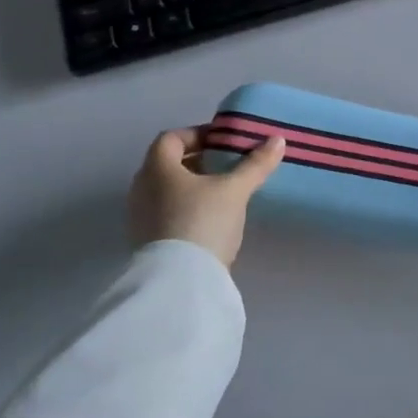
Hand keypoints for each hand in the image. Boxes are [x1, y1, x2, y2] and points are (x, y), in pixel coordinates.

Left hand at [126, 126, 285, 267]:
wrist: (179, 283)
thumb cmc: (202, 221)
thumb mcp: (235, 190)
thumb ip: (255, 164)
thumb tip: (278, 140)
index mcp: (157, 168)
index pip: (171, 138)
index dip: (197, 134)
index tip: (223, 142)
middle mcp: (141, 189)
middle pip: (167, 164)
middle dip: (198, 161)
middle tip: (227, 165)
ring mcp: (139, 218)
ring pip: (166, 190)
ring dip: (192, 186)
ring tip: (223, 193)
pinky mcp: (146, 243)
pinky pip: (165, 213)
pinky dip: (186, 209)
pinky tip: (210, 220)